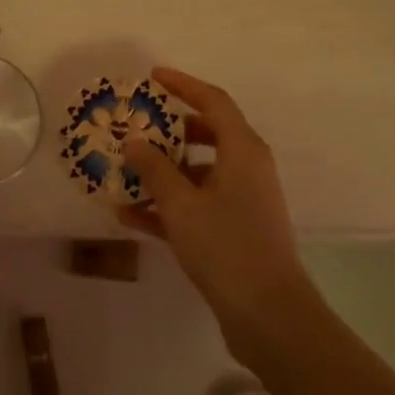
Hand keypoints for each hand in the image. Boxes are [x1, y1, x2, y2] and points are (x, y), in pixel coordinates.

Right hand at [119, 66, 312, 361]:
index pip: (213, 101)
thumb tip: (134, 142)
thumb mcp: (181, 205)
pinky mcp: (237, 230)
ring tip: (125, 174)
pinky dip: (170, 205)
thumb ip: (154, 169)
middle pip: (206, 134)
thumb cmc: (226, 246)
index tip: (153, 77)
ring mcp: (244, 201)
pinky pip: (198, 204)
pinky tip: (131, 216)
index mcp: (243, 150)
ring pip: (199, 172)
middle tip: (136, 126)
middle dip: (169, 130)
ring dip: (164, 172)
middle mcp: (248, 168)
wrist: (269, 317)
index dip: (183, 85)